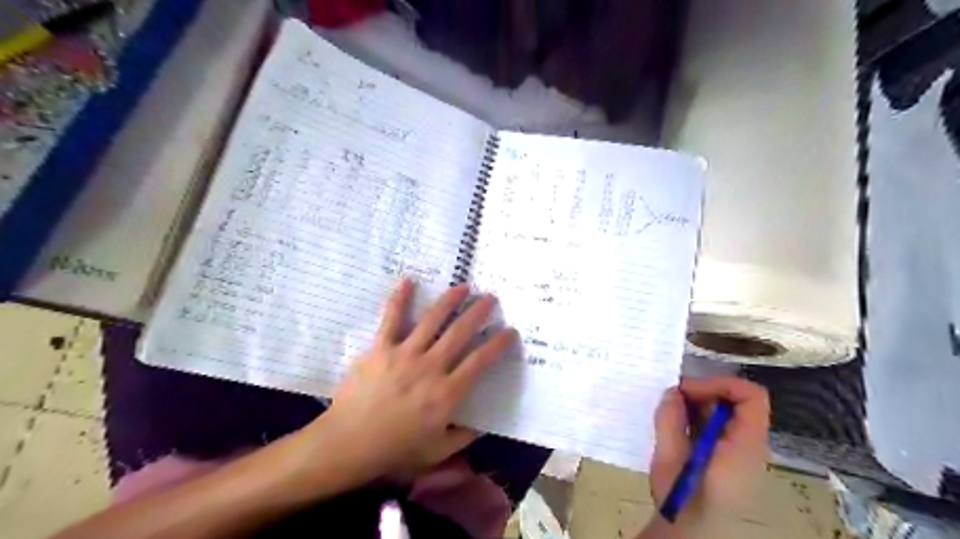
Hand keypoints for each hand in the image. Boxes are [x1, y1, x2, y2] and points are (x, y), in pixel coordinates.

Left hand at [307, 278, 516, 478]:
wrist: (347, 444)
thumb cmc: (394, 450)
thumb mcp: (436, 452)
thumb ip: (463, 437)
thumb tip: (482, 425)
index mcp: (446, 393)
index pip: (480, 362)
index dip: (498, 344)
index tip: (510, 331)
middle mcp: (430, 367)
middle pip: (460, 333)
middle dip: (478, 313)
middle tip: (490, 298)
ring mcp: (404, 354)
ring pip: (432, 320)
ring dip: (450, 300)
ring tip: (463, 286)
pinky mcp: (380, 348)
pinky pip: (391, 319)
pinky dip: (400, 298)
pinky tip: (409, 280)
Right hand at [649, 377, 769, 532]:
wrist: (691, 535)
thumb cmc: (683, 500)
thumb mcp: (670, 460)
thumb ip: (671, 422)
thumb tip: (672, 391)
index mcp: (743, 446)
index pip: (751, 397)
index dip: (721, 383)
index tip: (688, 390)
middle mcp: (749, 445)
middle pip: (736, 402)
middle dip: (703, 392)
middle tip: (672, 398)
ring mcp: (740, 452)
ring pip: (725, 412)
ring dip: (697, 405)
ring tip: (670, 412)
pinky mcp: (727, 457)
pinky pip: (717, 425)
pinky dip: (696, 417)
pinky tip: (676, 425)